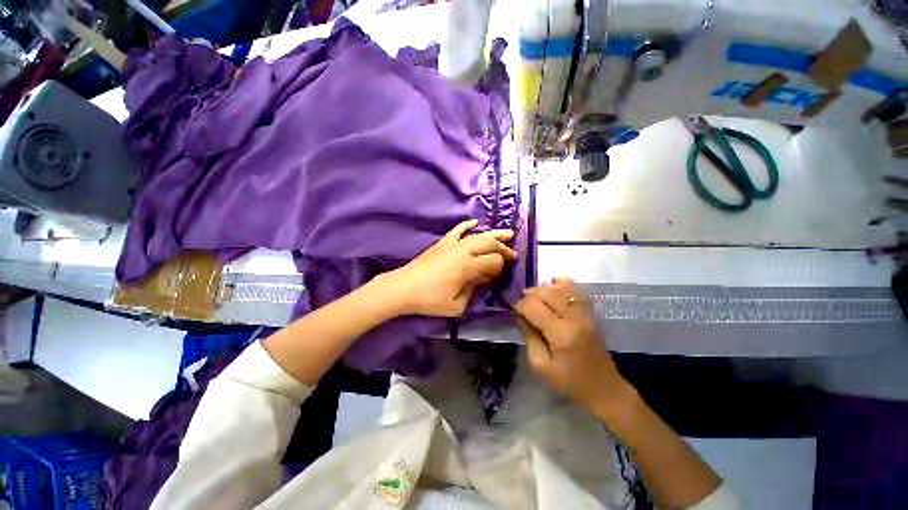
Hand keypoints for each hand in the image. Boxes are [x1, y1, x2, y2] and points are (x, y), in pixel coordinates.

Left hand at [381, 219, 516, 316]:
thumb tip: (483, 279)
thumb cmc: (429, 300)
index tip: (500, 274)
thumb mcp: (456, 305)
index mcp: (467, 267)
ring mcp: (452, 244)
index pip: (493, 261)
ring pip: (478, 235)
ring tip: (508, 233)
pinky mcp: (443, 242)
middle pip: (489, 244)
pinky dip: (467, 225)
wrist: (404, 288)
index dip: (500, 266)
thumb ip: (473, 291)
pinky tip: (476, 222)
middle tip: (513, 253)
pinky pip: (458, 229)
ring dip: (494, 234)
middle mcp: (463, 251)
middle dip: (503, 248)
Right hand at [515, 278, 627, 411]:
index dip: (519, 306)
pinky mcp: (590, 312)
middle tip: (522, 305)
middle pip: (546, 292)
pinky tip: (553, 285)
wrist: (603, 387)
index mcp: (561, 334)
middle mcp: (574, 318)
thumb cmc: (569, 381)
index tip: (515, 312)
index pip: (534, 306)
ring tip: (535, 298)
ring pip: (560, 287)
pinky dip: (561, 283)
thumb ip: (529, 336)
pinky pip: (576, 289)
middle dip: (529, 294)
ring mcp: (585, 313)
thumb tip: (521, 316)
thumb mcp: (540, 365)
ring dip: (543, 288)